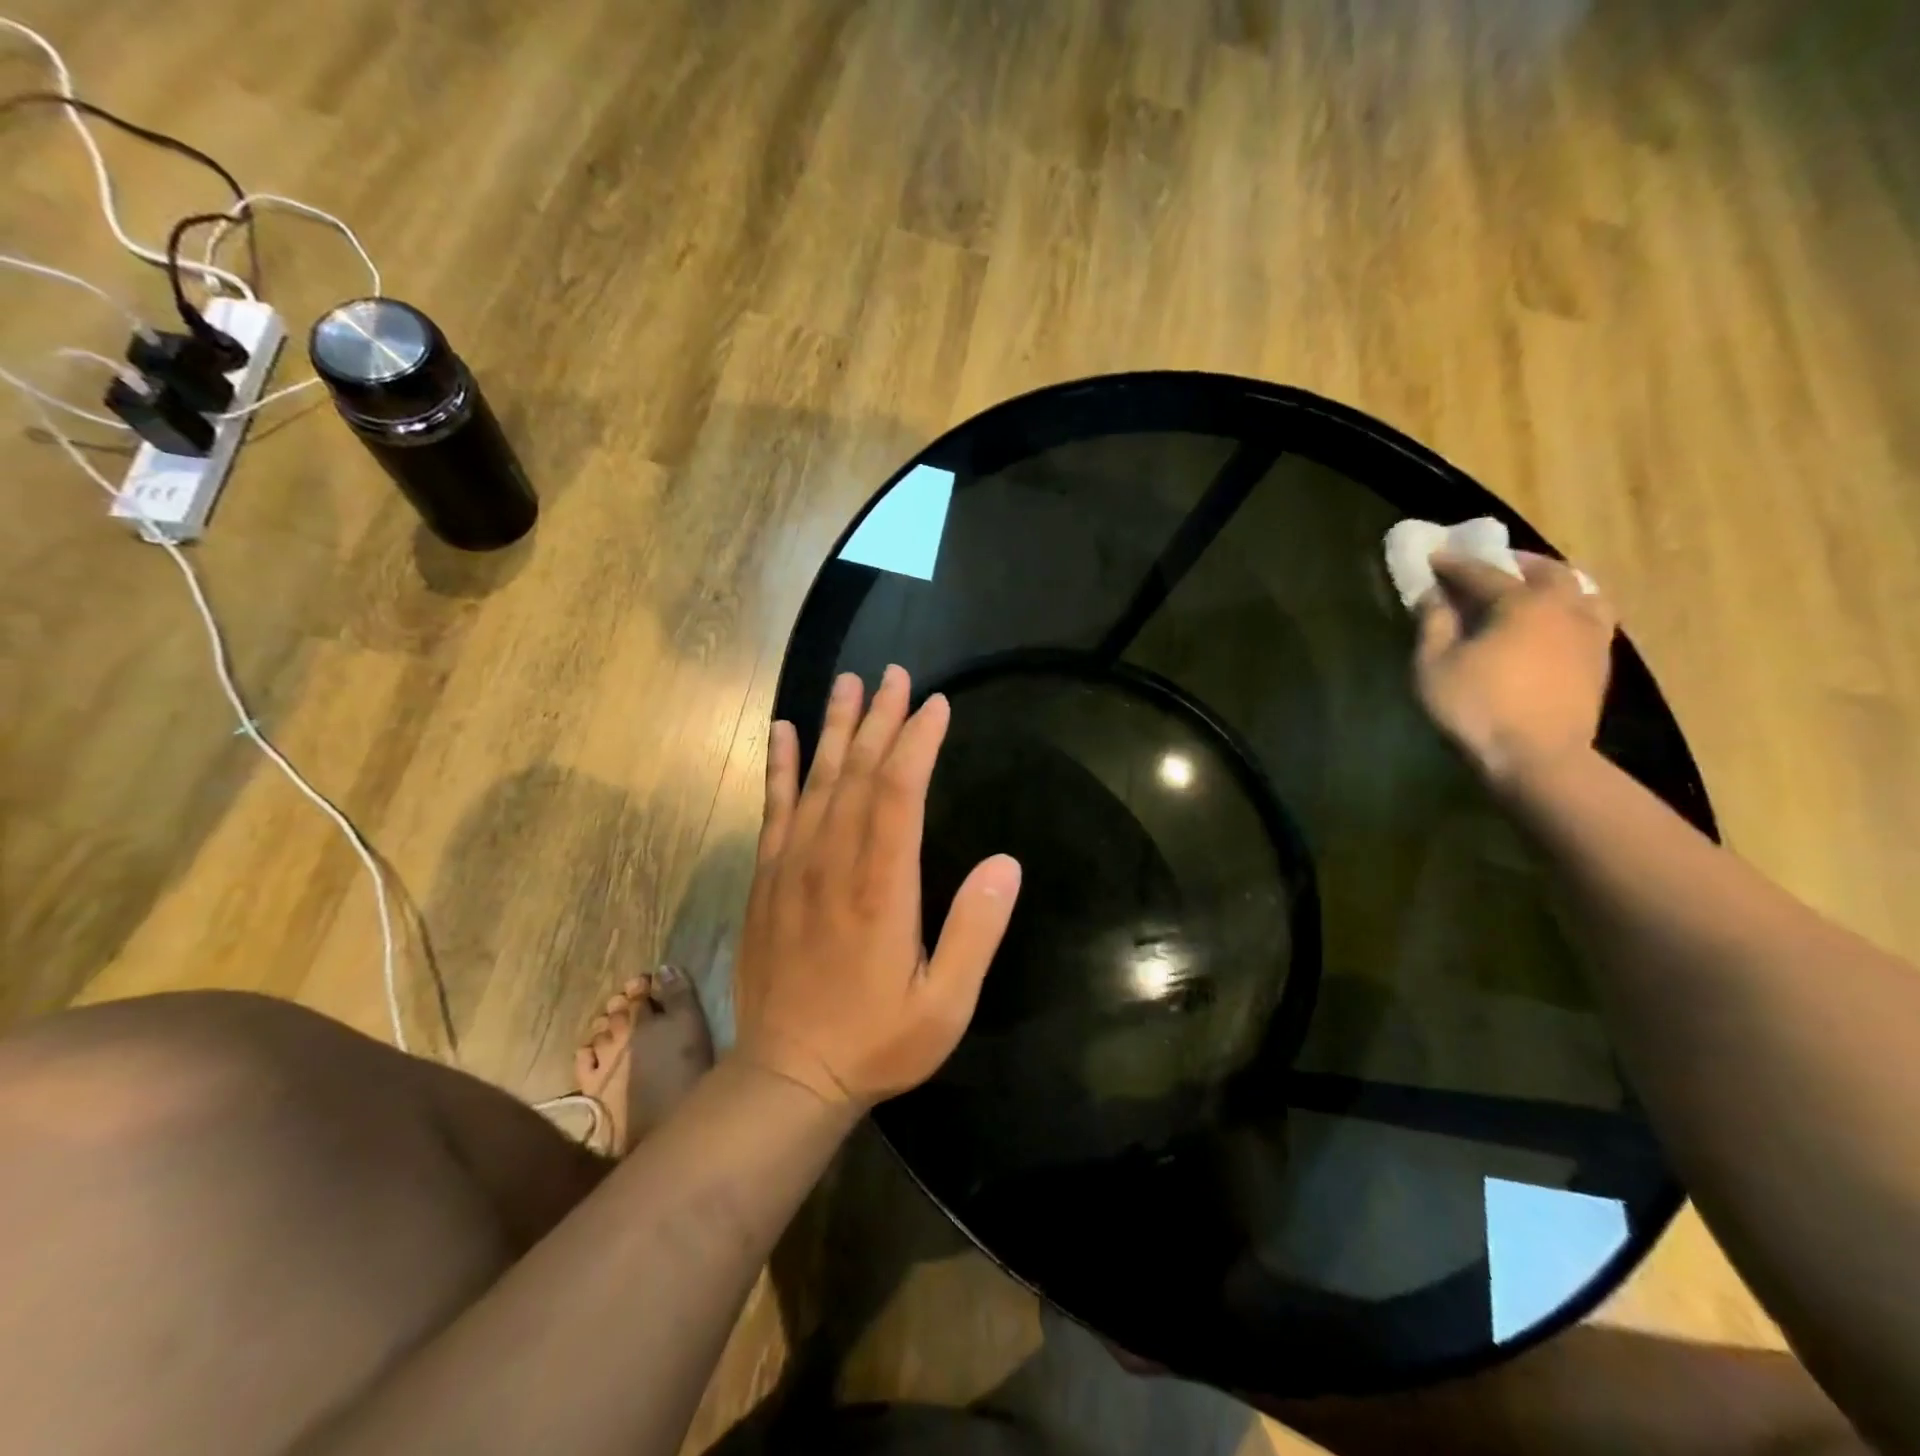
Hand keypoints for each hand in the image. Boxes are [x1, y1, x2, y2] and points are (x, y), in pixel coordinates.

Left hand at [731, 666, 1022, 1109]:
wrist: (788, 1074)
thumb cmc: (876, 1041)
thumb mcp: (946, 1004)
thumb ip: (976, 931)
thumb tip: (1007, 862)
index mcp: (882, 887)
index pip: (899, 792)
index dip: (918, 742)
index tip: (935, 705)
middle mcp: (833, 862)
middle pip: (859, 772)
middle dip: (880, 719)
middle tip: (894, 675)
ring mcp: (792, 866)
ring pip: (817, 779)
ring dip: (835, 727)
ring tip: (848, 683)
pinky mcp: (766, 878)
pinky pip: (774, 807)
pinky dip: (780, 765)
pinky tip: (784, 731)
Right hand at [1413, 550, 1616, 788]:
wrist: (1539, 759)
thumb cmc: (1477, 708)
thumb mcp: (1434, 667)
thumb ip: (1433, 626)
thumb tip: (1433, 596)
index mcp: (1521, 603)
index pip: (1483, 573)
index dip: (1455, 565)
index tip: (1434, 558)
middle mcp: (1563, 607)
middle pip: (1546, 570)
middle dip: (1516, 562)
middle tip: (1491, 564)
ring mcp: (1589, 633)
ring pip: (1581, 590)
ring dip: (1555, 582)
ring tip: (1534, 588)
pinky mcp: (1600, 661)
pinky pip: (1592, 617)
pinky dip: (1572, 608)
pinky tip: (1556, 622)